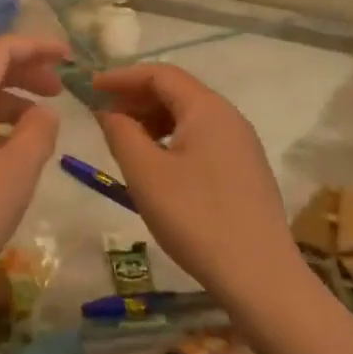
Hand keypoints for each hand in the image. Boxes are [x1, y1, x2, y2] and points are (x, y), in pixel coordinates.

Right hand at [91, 63, 352, 353]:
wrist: (261, 279)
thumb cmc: (196, 219)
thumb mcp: (146, 174)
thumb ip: (121, 132)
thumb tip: (108, 110)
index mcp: (207, 108)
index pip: (159, 73)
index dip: (122, 77)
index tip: (91, 88)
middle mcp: (229, 116)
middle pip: (176, 91)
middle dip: (136, 97)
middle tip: (103, 115)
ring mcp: (242, 144)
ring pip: (189, 116)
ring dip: (153, 119)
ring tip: (126, 141)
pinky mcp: (246, 169)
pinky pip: (203, 138)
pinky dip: (173, 138)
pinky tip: (157, 165)